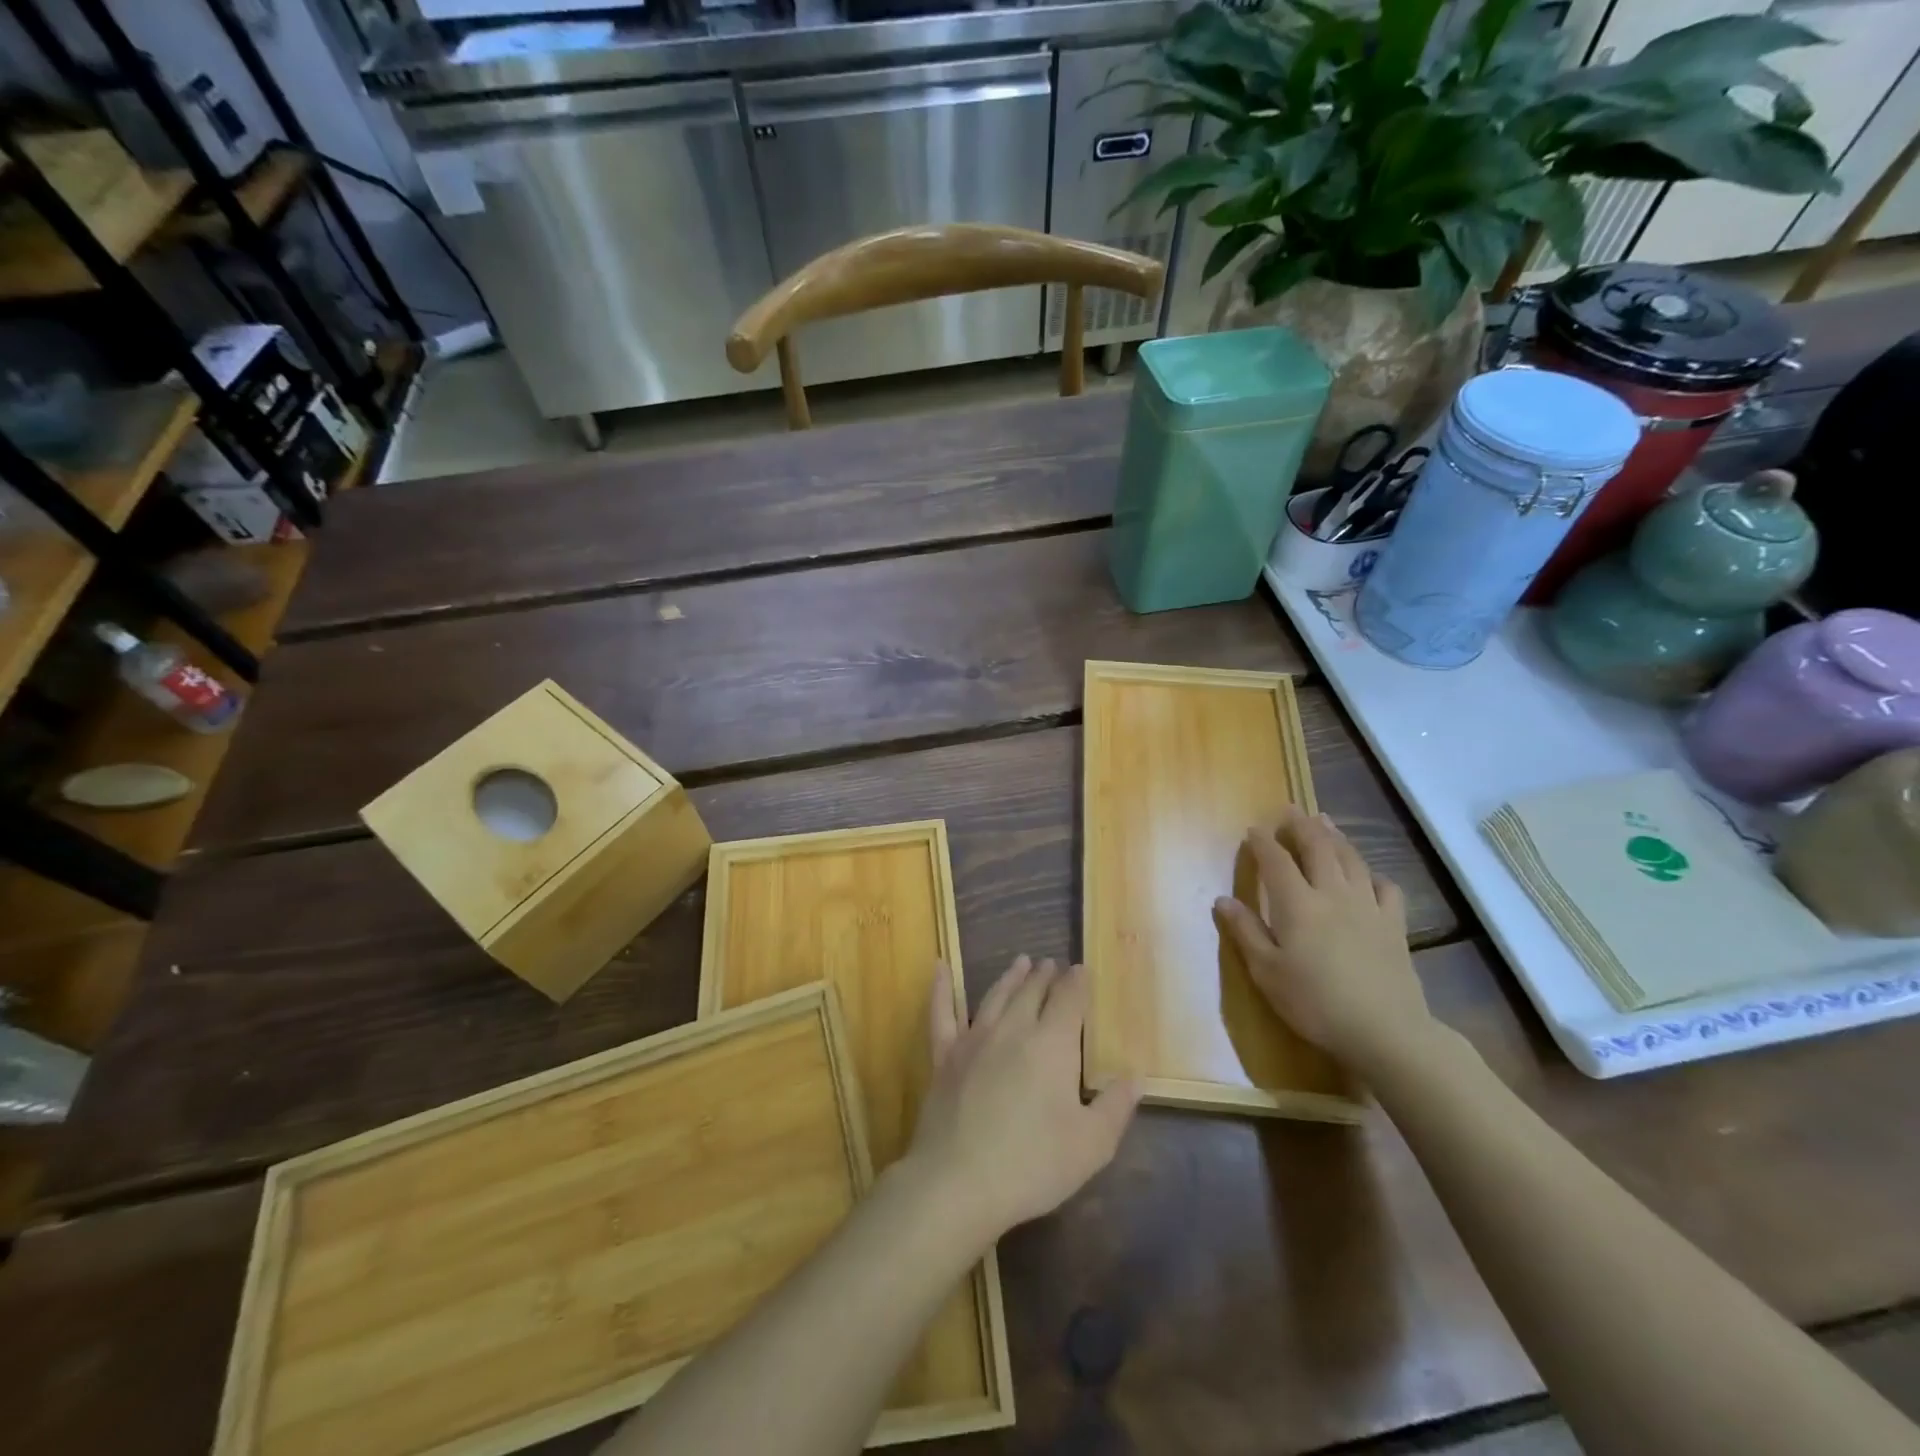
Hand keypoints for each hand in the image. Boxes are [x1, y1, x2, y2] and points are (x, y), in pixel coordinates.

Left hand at [903, 956, 1138, 1247]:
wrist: (960, 1182)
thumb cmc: (1033, 1164)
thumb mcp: (1092, 1145)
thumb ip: (1116, 1106)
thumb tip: (1136, 1076)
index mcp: (1053, 1044)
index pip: (1069, 1000)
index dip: (1078, 983)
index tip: (1082, 970)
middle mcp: (1014, 1029)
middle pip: (1032, 992)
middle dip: (1046, 976)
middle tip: (1052, 964)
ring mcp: (974, 1039)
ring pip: (996, 996)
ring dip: (1011, 977)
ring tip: (1021, 962)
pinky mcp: (944, 1056)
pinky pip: (942, 1013)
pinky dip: (941, 987)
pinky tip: (939, 966)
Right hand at [1213, 805, 1433, 1075]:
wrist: (1385, 1031)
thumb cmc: (1314, 1003)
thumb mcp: (1266, 972)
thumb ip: (1245, 932)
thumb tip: (1222, 899)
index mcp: (1297, 903)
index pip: (1276, 861)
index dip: (1262, 842)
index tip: (1252, 830)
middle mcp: (1333, 894)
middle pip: (1318, 848)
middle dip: (1301, 826)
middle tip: (1290, 810)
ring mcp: (1368, 907)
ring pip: (1352, 859)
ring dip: (1335, 837)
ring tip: (1325, 822)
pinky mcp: (1394, 925)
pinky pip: (1386, 888)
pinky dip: (1373, 874)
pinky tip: (1368, 876)